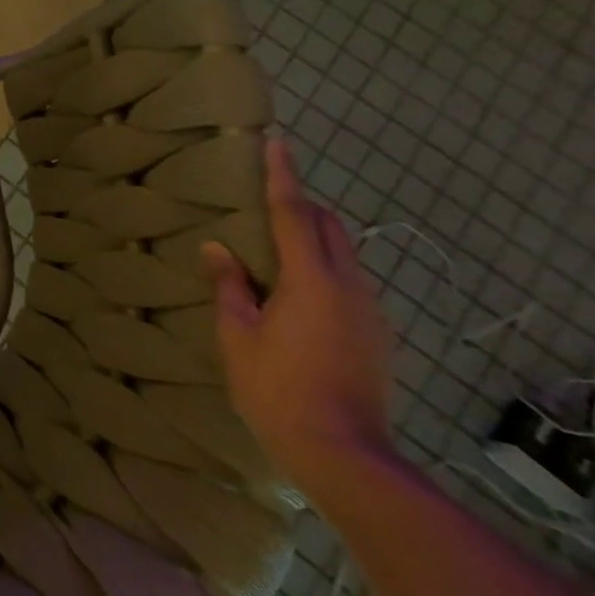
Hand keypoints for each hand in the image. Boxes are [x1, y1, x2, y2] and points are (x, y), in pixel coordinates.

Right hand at [202, 140, 396, 498]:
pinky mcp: (376, 335)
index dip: (283, 177)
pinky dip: (323, 269)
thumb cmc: (276, 388)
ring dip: (315, 239)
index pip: (294, 215)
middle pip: (332, 228)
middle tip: (267, 199)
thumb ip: (230, 286)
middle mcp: (350, 287)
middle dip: (303, 206)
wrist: (343, 452)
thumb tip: (218, 248)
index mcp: (312, 281)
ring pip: (345, 255)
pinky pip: (350, 283)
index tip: (278, 143)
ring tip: (275, 247)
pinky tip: (295, 293)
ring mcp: (371, 313)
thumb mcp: (237, 335)